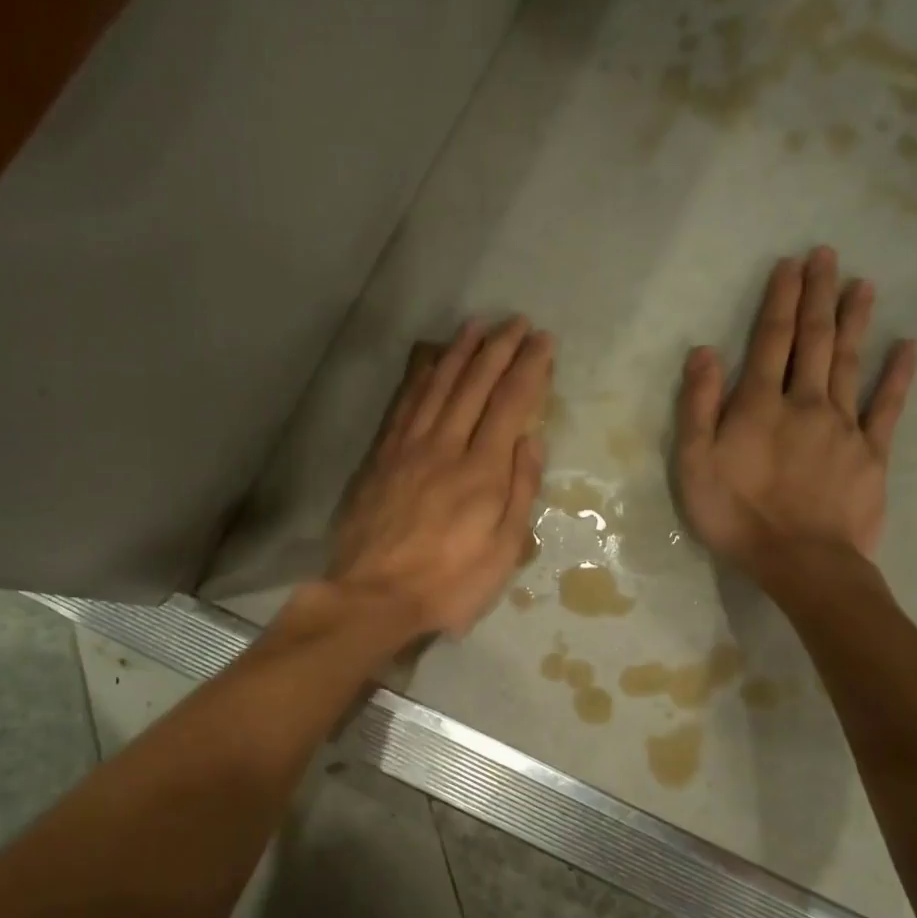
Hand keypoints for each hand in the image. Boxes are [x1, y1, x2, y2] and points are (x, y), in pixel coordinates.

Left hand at [328, 317, 551, 639]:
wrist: (373, 596)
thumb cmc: (448, 583)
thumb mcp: (503, 551)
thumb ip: (520, 490)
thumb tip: (532, 440)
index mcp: (482, 470)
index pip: (510, 404)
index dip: (529, 368)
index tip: (543, 341)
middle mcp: (445, 446)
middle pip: (474, 384)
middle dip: (498, 348)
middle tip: (516, 322)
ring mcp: (407, 447)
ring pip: (436, 385)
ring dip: (458, 351)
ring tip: (475, 326)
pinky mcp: (380, 456)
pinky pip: (403, 403)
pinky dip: (419, 376)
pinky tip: (427, 360)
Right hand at [675, 246, 915, 579]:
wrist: (802, 562)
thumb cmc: (737, 516)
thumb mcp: (695, 465)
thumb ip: (699, 407)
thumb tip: (704, 352)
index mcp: (759, 405)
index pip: (771, 340)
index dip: (780, 301)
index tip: (791, 265)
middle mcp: (805, 402)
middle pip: (813, 341)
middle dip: (818, 296)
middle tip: (827, 255)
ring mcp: (844, 426)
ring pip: (849, 362)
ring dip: (854, 321)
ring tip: (863, 284)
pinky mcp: (872, 453)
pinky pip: (888, 407)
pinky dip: (898, 375)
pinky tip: (907, 347)